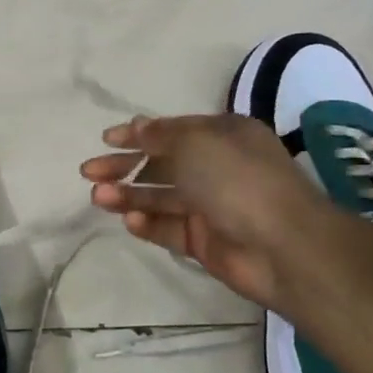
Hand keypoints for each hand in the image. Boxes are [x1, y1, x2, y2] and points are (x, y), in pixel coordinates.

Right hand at [79, 113, 332, 310]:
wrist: (285, 247)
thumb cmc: (238, 180)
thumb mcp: (196, 143)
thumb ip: (160, 136)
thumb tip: (137, 126)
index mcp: (223, 137)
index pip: (172, 131)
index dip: (137, 134)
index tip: (106, 139)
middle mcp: (216, 168)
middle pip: (160, 164)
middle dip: (123, 166)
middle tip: (88, 172)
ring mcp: (210, 206)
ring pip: (159, 197)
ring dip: (128, 195)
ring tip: (98, 197)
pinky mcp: (204, 240)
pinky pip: (168, 228)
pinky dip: (147, 223)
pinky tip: (130, 221)